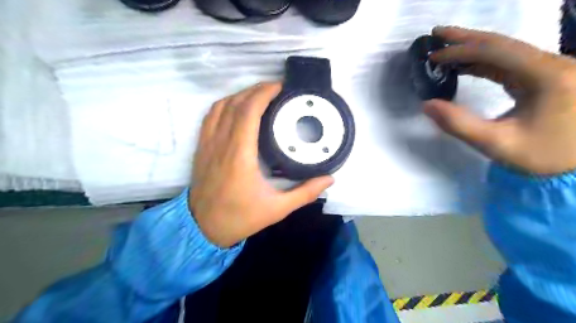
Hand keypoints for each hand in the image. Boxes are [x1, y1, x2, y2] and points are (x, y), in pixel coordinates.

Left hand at [190, 82, 332, 244]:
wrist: (203, 228)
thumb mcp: (277, 209)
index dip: (264, 93)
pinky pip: (210, 117)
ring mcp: (207, 144)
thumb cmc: (240, 217)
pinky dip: (224, 105)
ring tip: (258, 95)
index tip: (280, 87)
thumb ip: (305, 193)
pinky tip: (236, 107)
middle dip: (256, 90)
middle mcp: (221, 144)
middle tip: (275, 89)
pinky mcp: (201, 148)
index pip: (248, 111)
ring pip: (220, 107)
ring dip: (240, 95)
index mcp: (240, 155)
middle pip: (235, 103)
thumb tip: (329, 179)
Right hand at [425, 27, 574, 175]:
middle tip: (435, 34)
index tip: (432, 57)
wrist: (575, 165)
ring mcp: (551, 68)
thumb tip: (426, 105)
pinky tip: (465, 64)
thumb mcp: (495, 143)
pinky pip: (510, 61)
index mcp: (547, 77)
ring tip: (445, 47)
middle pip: (503, 42)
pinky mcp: (545, 76)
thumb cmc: (538, 156)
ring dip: (473, 47)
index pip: (496, 52)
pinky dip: (483, 61)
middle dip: (466, 38)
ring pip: (506, 49)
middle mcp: (553, 64)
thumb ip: (458, 124)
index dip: (461, 51)